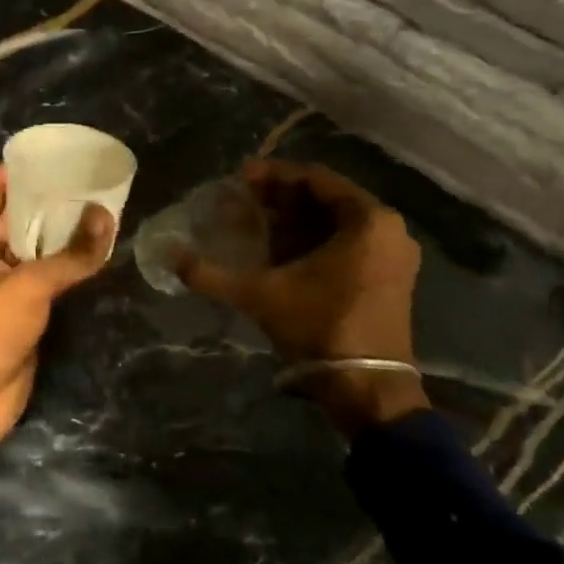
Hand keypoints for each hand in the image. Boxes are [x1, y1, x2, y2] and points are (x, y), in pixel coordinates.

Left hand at [0, 166, 112, 459]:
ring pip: (37, 246)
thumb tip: (109, 217)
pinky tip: (98, 244)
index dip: (25, 171)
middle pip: (19, 216)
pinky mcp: (24, 305)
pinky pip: (48, 273)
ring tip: (103, 204)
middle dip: (52, 201)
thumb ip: (71, 254)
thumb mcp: (29, 285)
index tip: (62, 155)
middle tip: (93, 179)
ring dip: (64, 232)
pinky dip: (69, 261)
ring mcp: (4, 280)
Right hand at [177, 160, 427, 434]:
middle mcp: (388, 229)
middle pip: (326, 198)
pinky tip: (278, 247)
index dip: (273, 175)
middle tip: (241, 198)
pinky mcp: (387, 277)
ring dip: (294, 218)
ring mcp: (392, 254)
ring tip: (254, 220)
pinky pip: (346, 241)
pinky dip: (312, 239)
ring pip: (335, 221)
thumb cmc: (320, 327)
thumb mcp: (260, 295)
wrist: (367, 388)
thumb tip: (171, 256)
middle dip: (281, 196)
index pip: (316, 178)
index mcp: (369, 220)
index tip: (239, 177)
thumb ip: (212, 274)